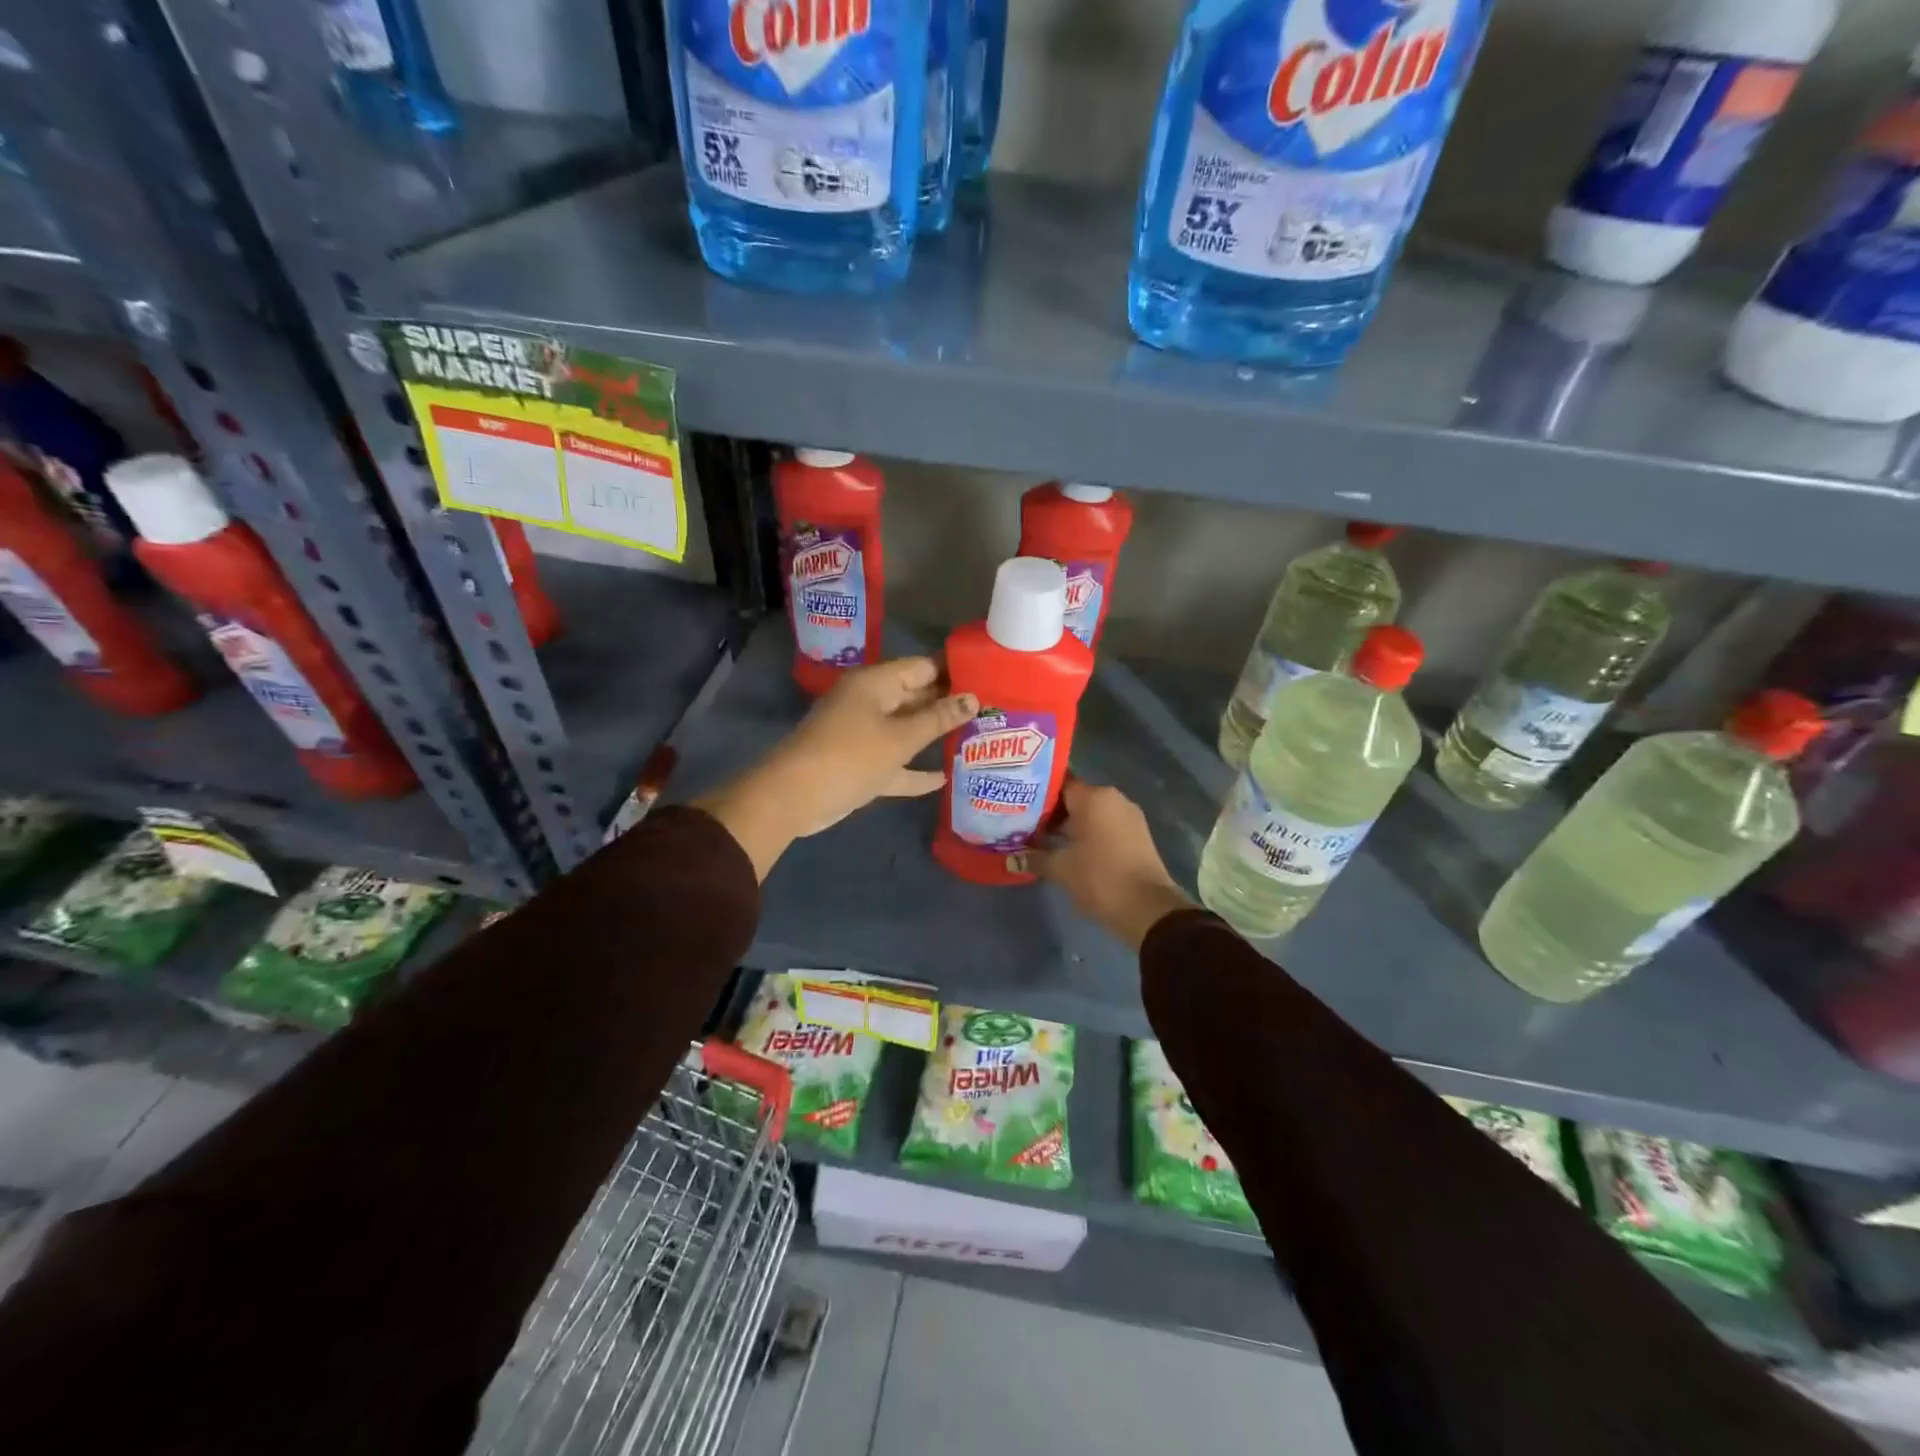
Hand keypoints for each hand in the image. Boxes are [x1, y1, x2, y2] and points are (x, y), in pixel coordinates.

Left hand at [696, 657, 977, 879]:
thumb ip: (938, 719)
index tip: (990, 680)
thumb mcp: (900, 738)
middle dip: (949, 706)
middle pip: (915, 697)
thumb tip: (973, 699)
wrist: (794, 798)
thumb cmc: (850, 757)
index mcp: (876, 684)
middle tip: (992, 713)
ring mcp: (862, 735)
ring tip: (976, 740)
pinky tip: (943, 779)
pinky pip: (893, 762)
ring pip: (905, 731)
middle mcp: (869, 703)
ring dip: (933, 737)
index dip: (954, 673)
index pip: (922, 668)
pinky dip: (913, 770)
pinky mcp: (859, 764)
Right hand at [1017, 779, 1193, 948]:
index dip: (1036, 794)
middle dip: (1050, 813)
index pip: (1058, 784)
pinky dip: (1087, 835)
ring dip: (1069, 826)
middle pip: (1074, 798)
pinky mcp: (1137, 835)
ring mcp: (1128, 817)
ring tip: (1042, 840)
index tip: (1018, 805)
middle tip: (1024, 825)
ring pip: (1090, 814)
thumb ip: (1034, 858)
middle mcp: (1113, 799)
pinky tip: (1068, 851)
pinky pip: (1105, 826)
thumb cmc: (1099, 878)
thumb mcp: (1060, 869)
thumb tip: (1010, 858)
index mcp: (1094, 797)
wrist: (1148, 909)